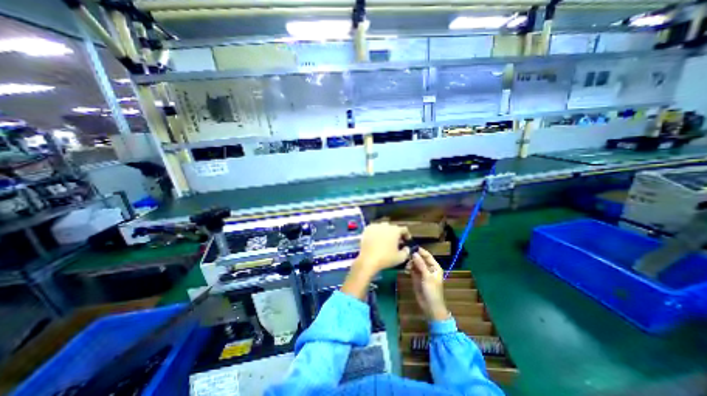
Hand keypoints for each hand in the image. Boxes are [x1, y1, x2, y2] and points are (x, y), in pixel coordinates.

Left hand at [356, 223, 412, 275]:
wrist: (368, 259)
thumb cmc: (386, 258)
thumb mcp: (400, 258)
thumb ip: (406, 251)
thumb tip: (406, 248)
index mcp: (395, 230)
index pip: (404, 229)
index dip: (406, 234)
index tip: (407, 240)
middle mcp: (385, 225)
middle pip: (393, 227)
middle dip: (396, 234)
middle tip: (396, 241)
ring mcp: (375, 226)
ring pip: (383, 227)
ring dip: (386, 232)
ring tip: (385, 240)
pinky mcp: (367, 229)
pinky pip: (374, 229)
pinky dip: (377, 232)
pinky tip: (376, 239)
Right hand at [407, 249, 448, 323]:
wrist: (430, 306)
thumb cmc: (432, 291)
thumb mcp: (427, 277)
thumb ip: (421, 264)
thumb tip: (414, 253)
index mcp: (434, 267)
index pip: (427, 255)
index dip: (420, 251)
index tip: (411, 246)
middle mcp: (428, 268)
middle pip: (420, 258)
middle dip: (413, 257)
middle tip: (405, 255)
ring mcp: (422, 272)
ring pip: (415, 263)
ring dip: (410, 263)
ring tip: (406, 265)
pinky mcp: (416, 277)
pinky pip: (411, 269)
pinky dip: (408, 268)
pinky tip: (405, 269)